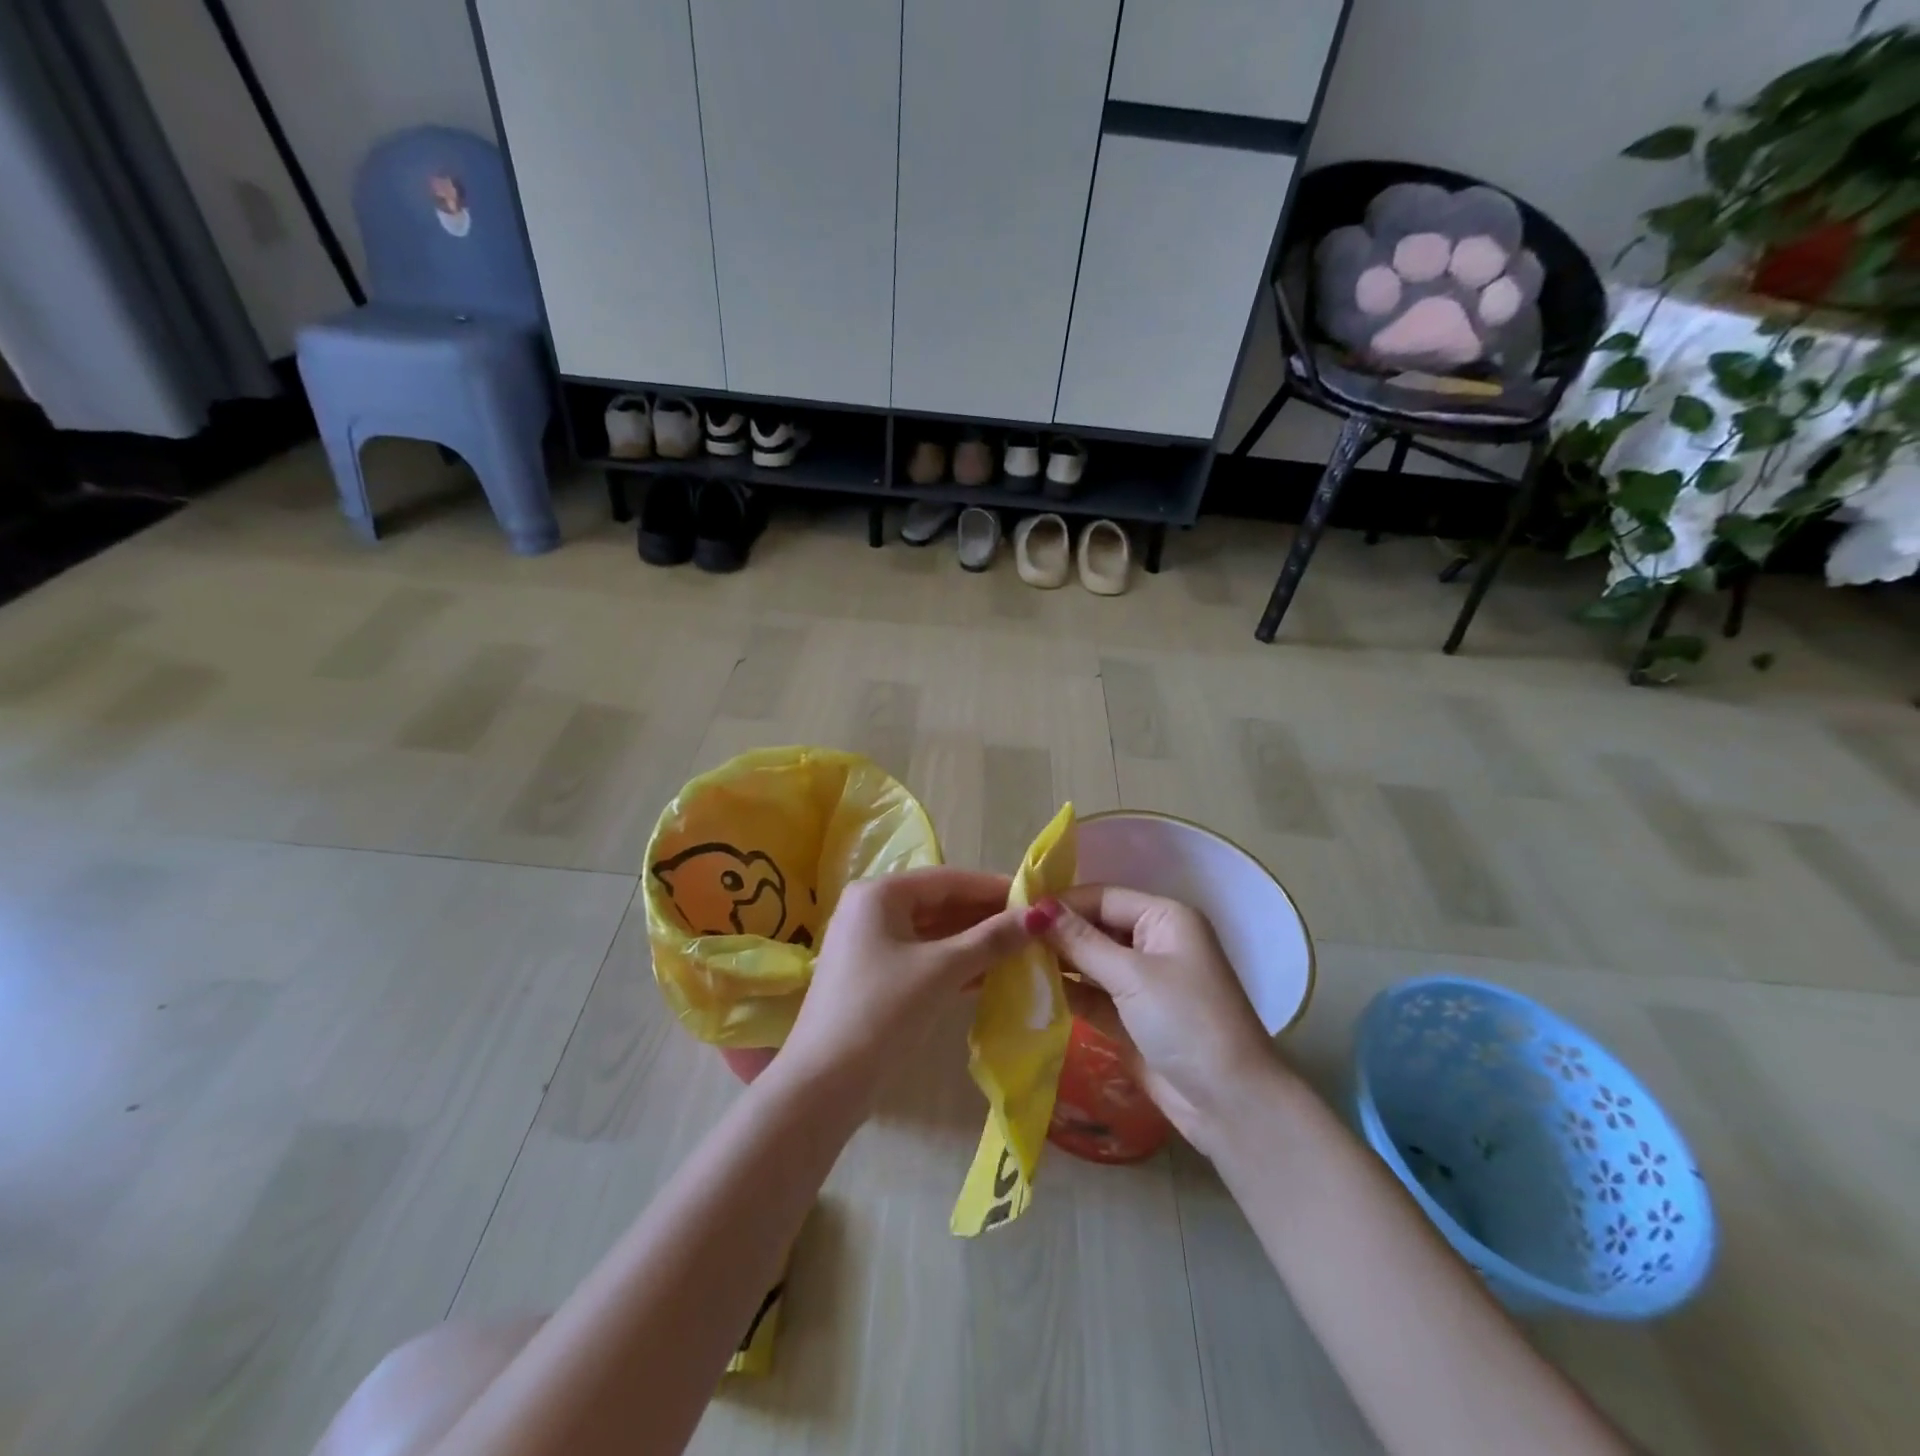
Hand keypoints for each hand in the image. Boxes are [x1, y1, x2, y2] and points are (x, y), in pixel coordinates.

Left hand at [778, 868, 1031, 1105]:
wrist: (823, 1084)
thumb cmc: (882, 1012)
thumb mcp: (941, 971)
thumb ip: (991, 940)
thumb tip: (1042, 914)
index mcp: (880, 893)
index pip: (949, 880)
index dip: (994, 888)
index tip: (1037, 897)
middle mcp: (871, 908)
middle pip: (941, 903)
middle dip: (986, 916)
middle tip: (1035, 927)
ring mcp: (870, 942)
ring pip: (933, 932)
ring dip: (974, 941)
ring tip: (1022, 949)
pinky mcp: (874, 974)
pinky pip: (923, 956)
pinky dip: (955, 962)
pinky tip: (991, 974)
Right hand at [1033, 885, 1286, 1153]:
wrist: (1230, 1104)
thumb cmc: (1186, 1021)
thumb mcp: (1131, 976)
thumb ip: (1080, 942)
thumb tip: (1035, 909)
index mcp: (1165, 919)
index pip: (1102, 898)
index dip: (1061, 904)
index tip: (1015, 912)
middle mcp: (1154, 942)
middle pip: (1095, 927)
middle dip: (1056, 934)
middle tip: (1006, 939)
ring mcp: (1143, 982)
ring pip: (1090, 962)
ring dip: (1057, 964)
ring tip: (1009, 963)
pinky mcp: (1131, 1016)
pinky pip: (1092, 994)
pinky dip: (1066, 992)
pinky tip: (1030, 991)